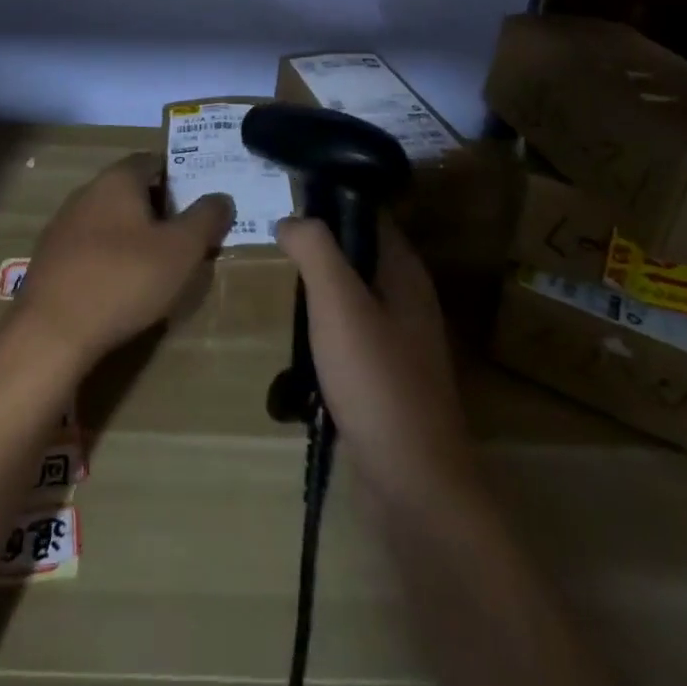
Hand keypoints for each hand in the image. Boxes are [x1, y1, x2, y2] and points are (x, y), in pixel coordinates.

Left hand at [16, 153, 233, 369]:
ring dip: (132, 234)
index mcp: (117, 180)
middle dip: (158, 207)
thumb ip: (205, 219)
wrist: (51, 332)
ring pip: (108, 219)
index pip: (152, 161)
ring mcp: (62, 226)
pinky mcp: (49, 259)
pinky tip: (121, 285)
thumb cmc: (124, 279)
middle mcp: (86, 193)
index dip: (178, 176)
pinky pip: (89, 247)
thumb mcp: (181, 250)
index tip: (198, 201)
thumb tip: (222, 198)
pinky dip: (109, 257)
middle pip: (129, 189)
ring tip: (157, 264)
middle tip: (185, 235)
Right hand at [274, 216, 478, 509]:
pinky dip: (324, 330)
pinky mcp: (387, 378)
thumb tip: (291, 218)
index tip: (287, 200)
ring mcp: (400, 342)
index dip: (331, 201)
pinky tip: (298, 342)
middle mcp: (408, 299)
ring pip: (352, 296)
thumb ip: (315, 250)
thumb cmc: (376, 381)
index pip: (369, 214)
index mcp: (406, 272)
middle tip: (273, 245)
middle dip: (319, 247)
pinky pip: (350, 335)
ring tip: (279, 287)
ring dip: (318, 291)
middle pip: (359, 254)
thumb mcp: (338, 303)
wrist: (413, 485)